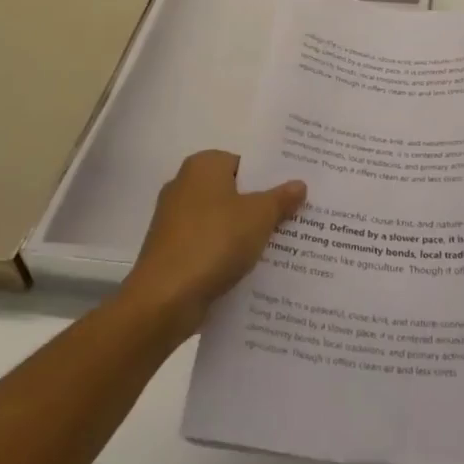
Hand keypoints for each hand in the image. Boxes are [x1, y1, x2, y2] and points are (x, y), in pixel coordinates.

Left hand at [122, 150, 305, 337]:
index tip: (295, 193)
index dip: (272, 178)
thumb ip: (281, 198)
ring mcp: (175, 221)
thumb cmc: (214, 242)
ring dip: (247, 233)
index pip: (246, 163)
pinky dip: (228, 254)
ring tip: (284, 245)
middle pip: (235, 192)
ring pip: (223, 221)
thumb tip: (299, 184)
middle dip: (262, 206)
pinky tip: (254, 268)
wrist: (164, 300)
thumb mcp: (259, 216)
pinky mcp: (172, 252)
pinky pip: (210, 245)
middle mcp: (184, 186)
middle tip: (297, 217)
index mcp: (203, 166)